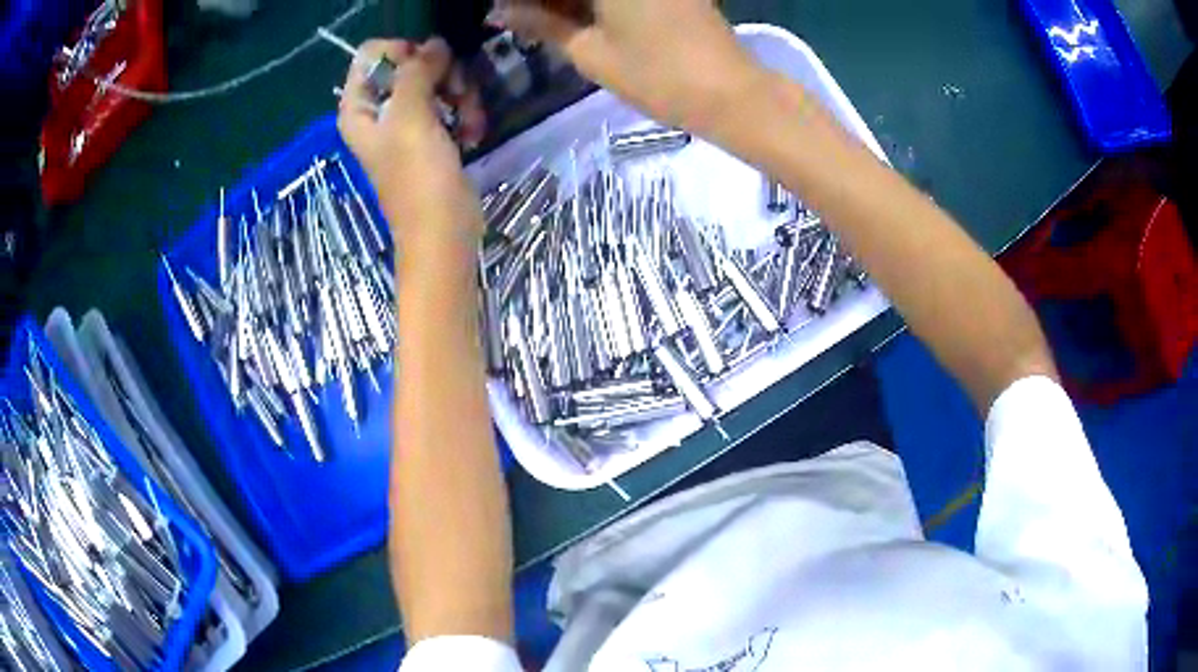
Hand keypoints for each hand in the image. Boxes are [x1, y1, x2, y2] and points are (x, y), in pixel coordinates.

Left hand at [337, 38, 485, 266]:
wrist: (442, 230)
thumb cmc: (417, 177)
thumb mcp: (410, 117)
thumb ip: (417, 72)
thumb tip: (435, 44)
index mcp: (358, 108)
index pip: (371, 56)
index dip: (401, 52)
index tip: (426, 65)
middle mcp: (378, 112)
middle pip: (408, 65)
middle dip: (438, 73)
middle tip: (456, 90)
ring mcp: (405, 124)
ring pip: (434, 83)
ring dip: (459, 94)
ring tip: (469, 118)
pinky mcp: (431, 136)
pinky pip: (448, 104)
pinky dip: (464, 113)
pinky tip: (474, 131)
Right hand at [490, 0, 767, 136]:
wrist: (730, 92)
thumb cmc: (657, 76)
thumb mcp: (588, 52)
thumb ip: (542, 24)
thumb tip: (500, 11)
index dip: (523, 1)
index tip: (505, 11)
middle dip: (545, 0)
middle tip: (520, 16)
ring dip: (568, 1)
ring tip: (543, 19)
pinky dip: (593, 1)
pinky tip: (575, 14)